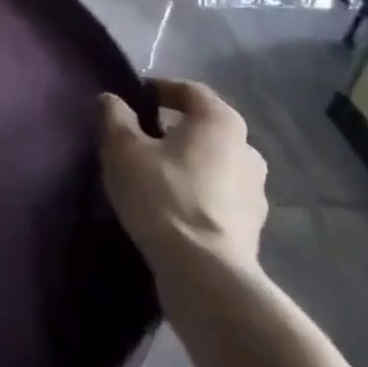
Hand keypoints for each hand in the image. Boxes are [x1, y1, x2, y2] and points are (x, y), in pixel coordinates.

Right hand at [100, 79, 268, 309]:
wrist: (204, 276)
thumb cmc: (163, 196)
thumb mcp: (122, 147)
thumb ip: (114, 115)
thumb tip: (112, 100)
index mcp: (221, 121)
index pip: (188, 90)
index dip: (158, 89)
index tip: (133, 100)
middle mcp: (248, 150)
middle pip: (204, 128)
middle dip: (173, 130)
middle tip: (140, 139)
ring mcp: (255, 194)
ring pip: (213, 165)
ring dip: (187, 165)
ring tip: (153, 177)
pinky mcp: (252, 230)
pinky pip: (218, 198)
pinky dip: (196, 195)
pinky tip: (170, 208)